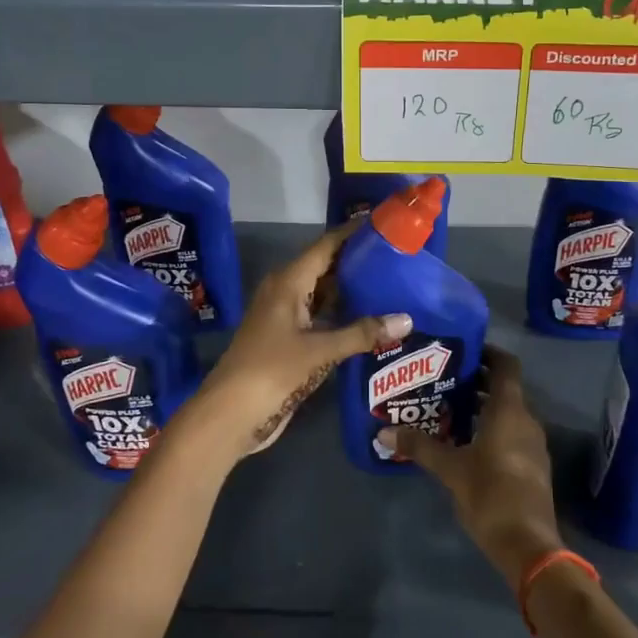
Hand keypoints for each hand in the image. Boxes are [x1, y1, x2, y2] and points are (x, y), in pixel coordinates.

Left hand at [184, 223, 411, 460]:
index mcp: (288, 282)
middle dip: (358, 262)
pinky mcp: (288, 341)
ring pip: (323, 294)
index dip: (352, 233)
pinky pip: (320, 318)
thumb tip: (407, 319)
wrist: (231, 414)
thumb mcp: (320, 351)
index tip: (383, 224)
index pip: (326, 246)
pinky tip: (370, 320)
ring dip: (352, 291)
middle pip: (326, 268)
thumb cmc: (272, 370)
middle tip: (398, 257)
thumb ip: (363, 333)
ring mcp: (285, 318)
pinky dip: (342, 316)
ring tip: (392, 284)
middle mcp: (285, 292)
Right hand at [396, 347, 564, 594]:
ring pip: (506, 413)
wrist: (528, 545)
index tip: (460, 350)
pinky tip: (462, 442)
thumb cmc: (490, 494)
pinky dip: (489, 428)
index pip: (505, 365)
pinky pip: (510, 433)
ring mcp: (532, 444)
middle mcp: (526, 420)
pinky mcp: (531, 466)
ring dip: (480, 407)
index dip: (486, 352)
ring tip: (446, 408)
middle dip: (475, 381)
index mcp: (509, 411)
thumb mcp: (450, 468)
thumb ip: (419, 446)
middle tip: (441, 379)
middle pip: (503, 388)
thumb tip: (382, 431)